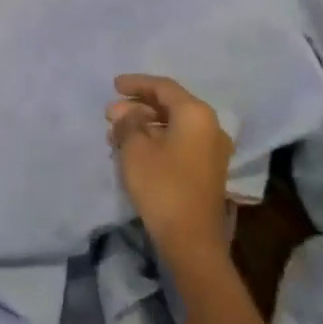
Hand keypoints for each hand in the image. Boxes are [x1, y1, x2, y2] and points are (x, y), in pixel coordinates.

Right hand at [108, 74, 232, 261]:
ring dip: (145, 125)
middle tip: (111, 113)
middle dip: (138, 107)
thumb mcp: (135, 150)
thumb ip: (128, 123)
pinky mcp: (207, 170)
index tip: (114, 85)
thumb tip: (125, 112)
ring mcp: (211, 149)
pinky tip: (133, 150)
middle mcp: (209, 126)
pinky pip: (179, 142)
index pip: (163, 87)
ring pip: (173, 126)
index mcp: (195, 114)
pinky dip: (156, 140)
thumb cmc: (162, 186)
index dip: (136, 83)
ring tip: (116, 133)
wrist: (192, 240)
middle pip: (170, 106)